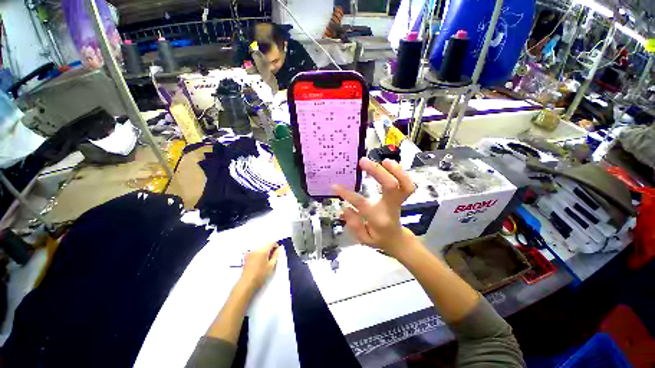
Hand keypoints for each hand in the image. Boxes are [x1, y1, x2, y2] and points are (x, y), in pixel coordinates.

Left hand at [239, 242, 279, 290]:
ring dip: (264, 250)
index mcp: (263, 250)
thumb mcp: (271, 266)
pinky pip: (255, 251)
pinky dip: (259, 253)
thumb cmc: (260, 275)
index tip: (277, 251)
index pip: (271, 242)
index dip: (276, 245)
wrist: (247, 283)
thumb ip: (276, 256)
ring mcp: (250, 252)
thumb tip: (278, 249)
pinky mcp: (246, 256)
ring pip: (260, 247)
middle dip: (270, 248)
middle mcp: (256, 249)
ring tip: (266, 259)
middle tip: (272, 256)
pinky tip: (259, 261)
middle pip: (265, 244)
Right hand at [333, 158, 416, 257]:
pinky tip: (389, 164)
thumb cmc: (379, 239)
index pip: (362, 204)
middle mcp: (391, 208)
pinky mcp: (402, 197)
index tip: (335, 186)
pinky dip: (401, 172)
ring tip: (383, 161)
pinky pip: (407, 184)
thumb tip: (345, 208)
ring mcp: (399, 201)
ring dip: (395, 170)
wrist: (397, 240)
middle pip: (390, 186)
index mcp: (379, 219)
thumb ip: (354, 225)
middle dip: (377, 171)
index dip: (348, 194)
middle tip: (362, 161)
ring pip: (404, 184)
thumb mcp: (364, 239)